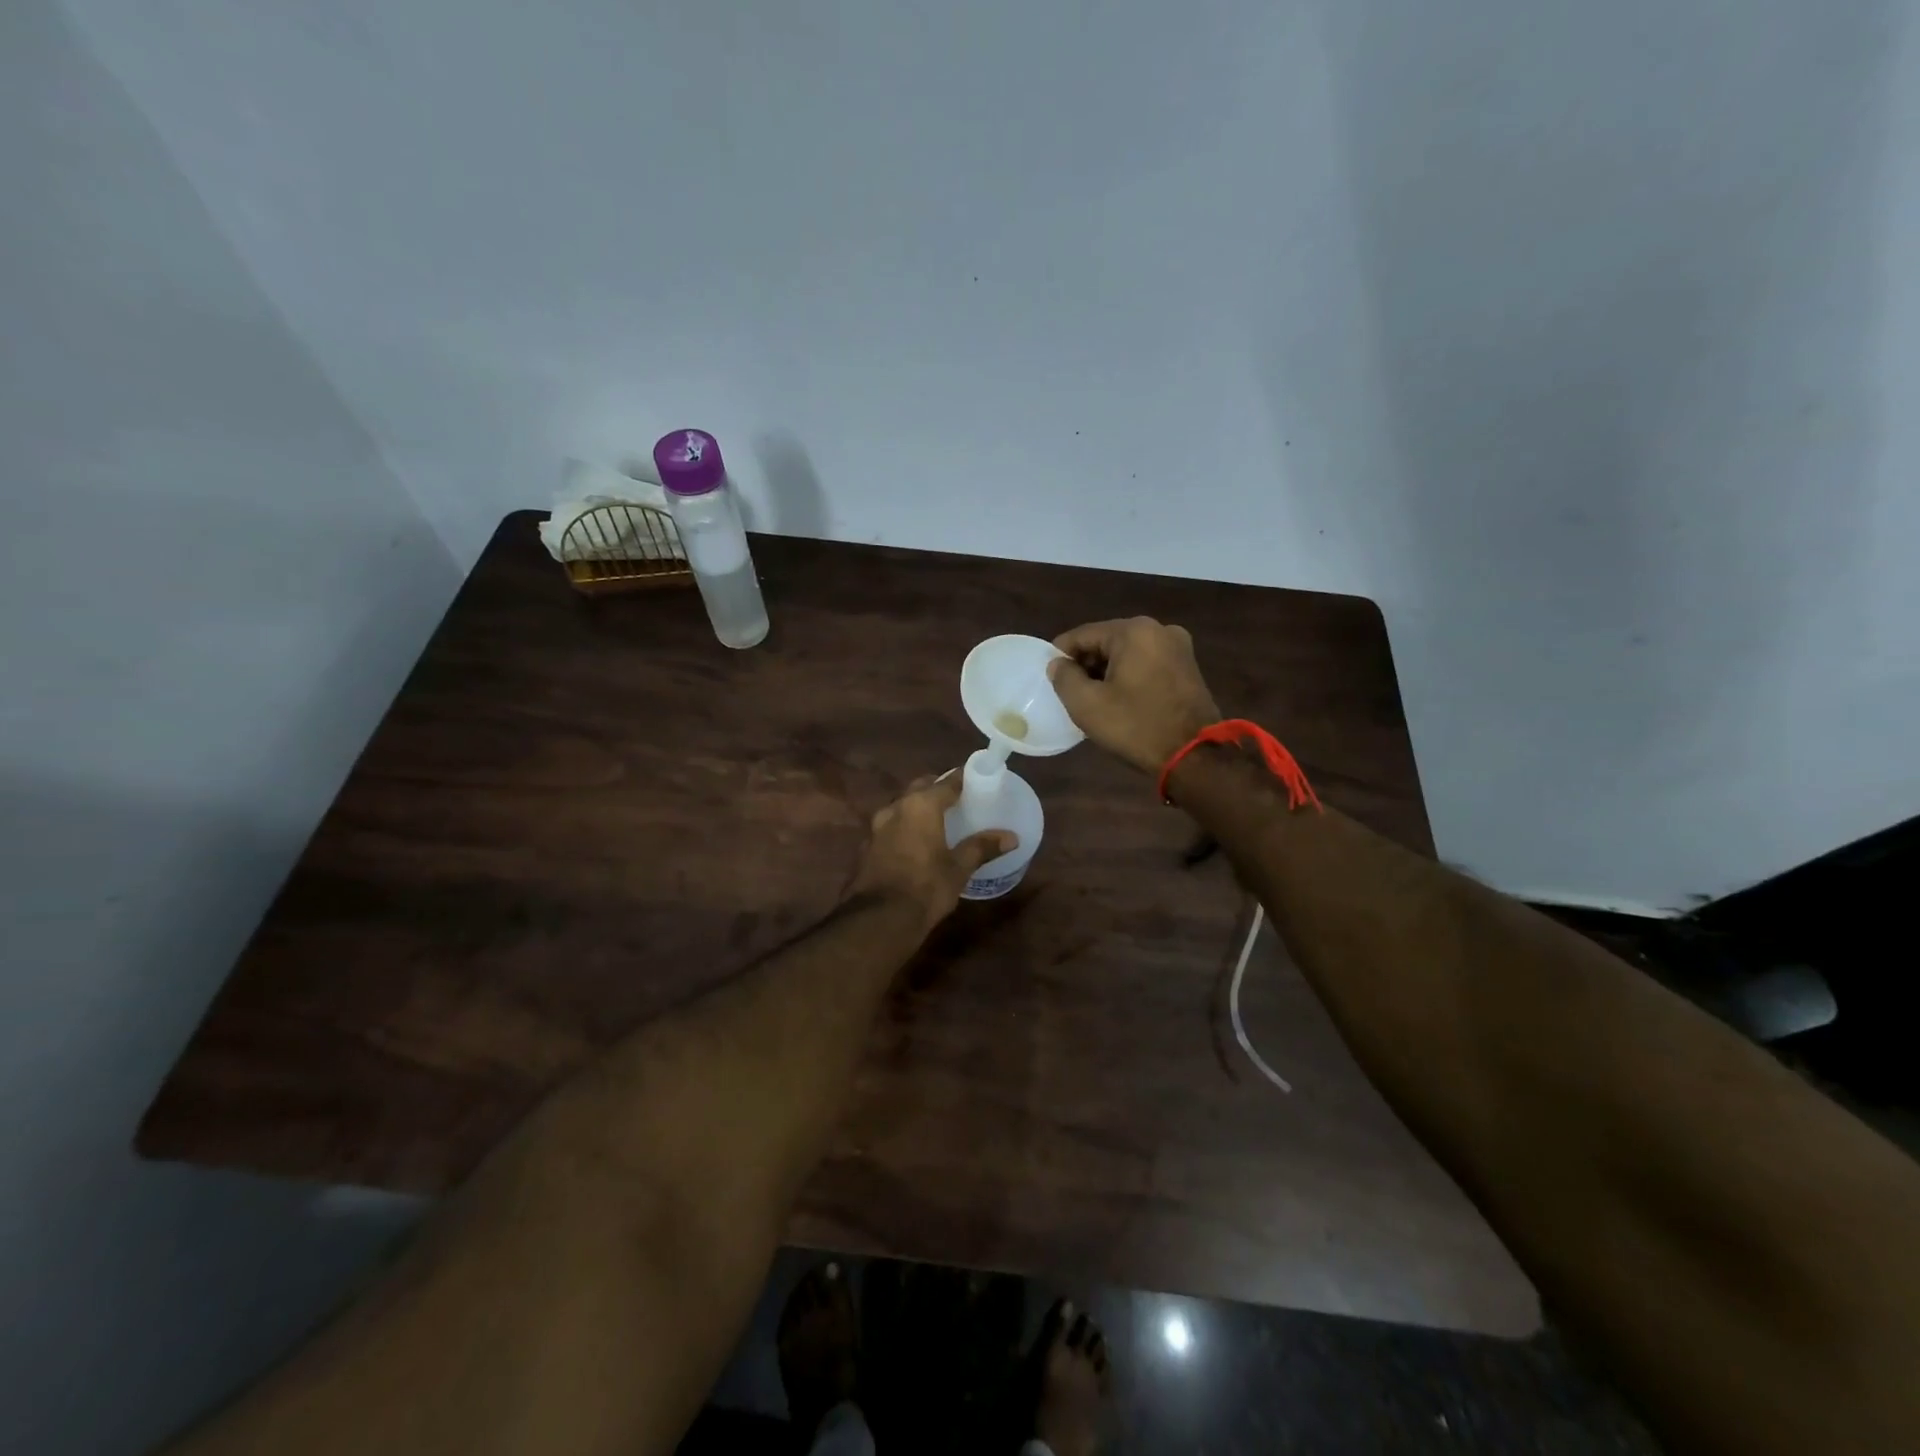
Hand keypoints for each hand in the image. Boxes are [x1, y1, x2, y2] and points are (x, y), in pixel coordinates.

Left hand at [849, 773, 1016, 930]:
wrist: (879, 919)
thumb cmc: (926, 887)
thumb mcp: (959, 868)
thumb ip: (982, 847)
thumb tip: (1011, 837)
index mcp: (921, 805)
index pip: (947, 781)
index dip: (963, 779)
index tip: (977, 780)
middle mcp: (896, 807)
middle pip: (920, 788)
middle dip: (937, 788)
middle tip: (957, 798)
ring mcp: (877, 826)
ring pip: (902, 806)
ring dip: (917, 807)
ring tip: (935, 819)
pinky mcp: (867, 846)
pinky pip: (890, 826)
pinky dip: (903, 827)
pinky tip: (913, 842)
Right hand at [1048, 617, 1221, 774]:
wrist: (1194, 756)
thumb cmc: (1136, 726)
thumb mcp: (1087, 704)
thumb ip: (1064, 678)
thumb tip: (1058, 664)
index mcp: (1134, 631)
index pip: (1083, 635)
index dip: (1060, 654)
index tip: (1048, 676)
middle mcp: (1159, 629)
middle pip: (1107, 641)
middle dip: (1086, 664)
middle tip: (1070, 691)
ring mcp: (1178, 647)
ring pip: (1127, 653)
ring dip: (1107, 671)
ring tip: (1093, 698)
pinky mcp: (1188, 667)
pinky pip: (1147, 663)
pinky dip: (1129, 676)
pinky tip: (1119, 700)